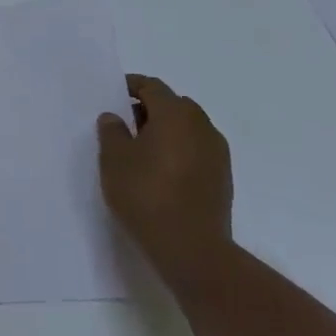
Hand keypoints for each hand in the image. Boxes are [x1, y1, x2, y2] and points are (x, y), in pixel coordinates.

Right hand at [97, 75, 233, 286]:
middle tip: (125, 125)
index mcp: (175, 114)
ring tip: (142, 151)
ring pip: (188, 128)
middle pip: (173, 105)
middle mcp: (202, 126)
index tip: (113, 94)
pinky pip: (197, 150)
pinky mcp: (223, 178)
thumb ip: (112, 131)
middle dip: (149, 109)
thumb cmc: (146, 195)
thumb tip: (115, 116)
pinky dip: (179, 151)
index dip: (131, 86)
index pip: (152, 87)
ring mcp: (217, 153)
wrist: (192, 249)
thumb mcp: (114, 160)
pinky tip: (162, 172)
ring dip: (166, 131)